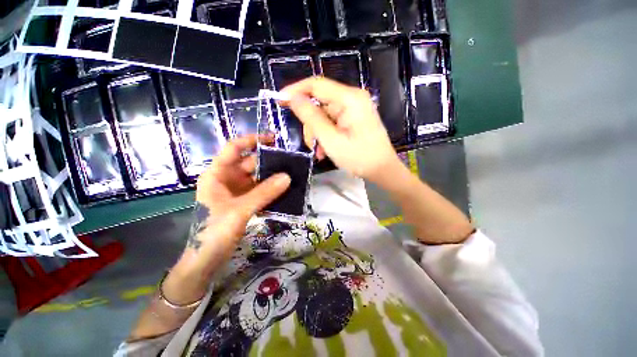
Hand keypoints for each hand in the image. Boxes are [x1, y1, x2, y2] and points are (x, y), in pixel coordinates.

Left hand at [175, 135, 290, 280]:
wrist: (205, 260)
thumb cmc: (213, 232)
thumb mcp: (239, 210)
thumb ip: (264, 193)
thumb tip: (287, 177)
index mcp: (217, 174)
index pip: (234, 148)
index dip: (252, 140)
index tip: (273, 139)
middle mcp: (227, 179)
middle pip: (250, 163)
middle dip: (269, 162)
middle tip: (290, 162)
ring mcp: (236, 191)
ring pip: (257, 178)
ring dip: (272, 178)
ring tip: (291, 175)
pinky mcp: (243, 202)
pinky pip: (260, 191)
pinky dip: (271, 190)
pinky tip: (284, 191)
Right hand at [281, 77, 399, 182]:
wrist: (382, 170)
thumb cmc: (359, 157)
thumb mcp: (331, 140)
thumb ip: (311, 117)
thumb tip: (293, 98)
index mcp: (350, 99)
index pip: (316, 84)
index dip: (296, 90)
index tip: (279, 100)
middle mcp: (353, 98)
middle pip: (320, 103)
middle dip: (311, 124)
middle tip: (310, 144)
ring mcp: (354, 108)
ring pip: (324, 115)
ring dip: (317, 133)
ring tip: (320, 152)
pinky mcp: (354, 118)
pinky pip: (332, 122)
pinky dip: (326, 134)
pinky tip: (325, 150)